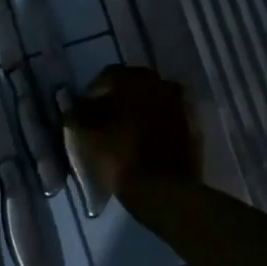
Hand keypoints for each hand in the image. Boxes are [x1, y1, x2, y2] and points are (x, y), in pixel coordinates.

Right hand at [63, 65, 200, 195]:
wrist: (162, 190)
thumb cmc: (121, 156)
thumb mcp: (89, 136)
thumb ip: (79, 115)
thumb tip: (74, 107)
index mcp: (136, 80)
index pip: (109, 75)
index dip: (93, 92)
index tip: (84, 111)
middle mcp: (162, 84)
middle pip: (134, 85)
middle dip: (118, 99)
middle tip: (104, 119)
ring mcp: (181, 105)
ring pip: (153, 100)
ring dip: (139, 110)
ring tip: (124, 131)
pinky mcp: (192, 127)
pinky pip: (168, 117)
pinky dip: (155, 123)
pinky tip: (144, 141)